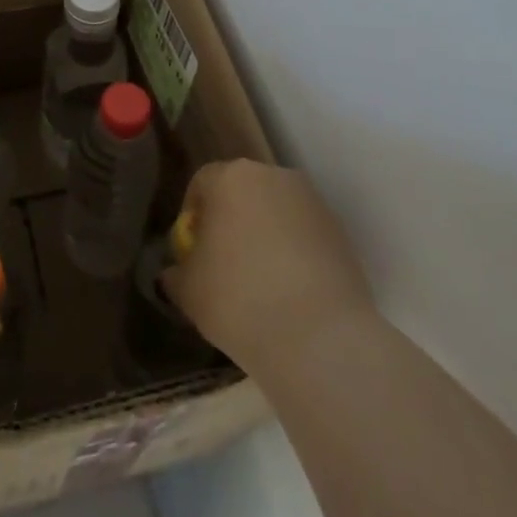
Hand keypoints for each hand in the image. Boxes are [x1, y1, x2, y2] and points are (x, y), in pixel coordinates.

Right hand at [163, 159, 374, 375]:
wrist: (321, 340)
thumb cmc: (239, 300)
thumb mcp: (188, 291)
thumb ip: (177, 272)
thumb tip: (176, 272)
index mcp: (230, 177)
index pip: (202, 183)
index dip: (193, 216)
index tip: (194, 251)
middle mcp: (273, 176)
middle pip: (242, 192)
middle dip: (231, 221)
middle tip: (225, 264)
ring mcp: (312, 202)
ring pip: (276, 212)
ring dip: (265, 235)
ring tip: (261, 282)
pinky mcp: (341, 233)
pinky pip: (305, 235)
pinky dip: (295, 254)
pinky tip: (292, 293)